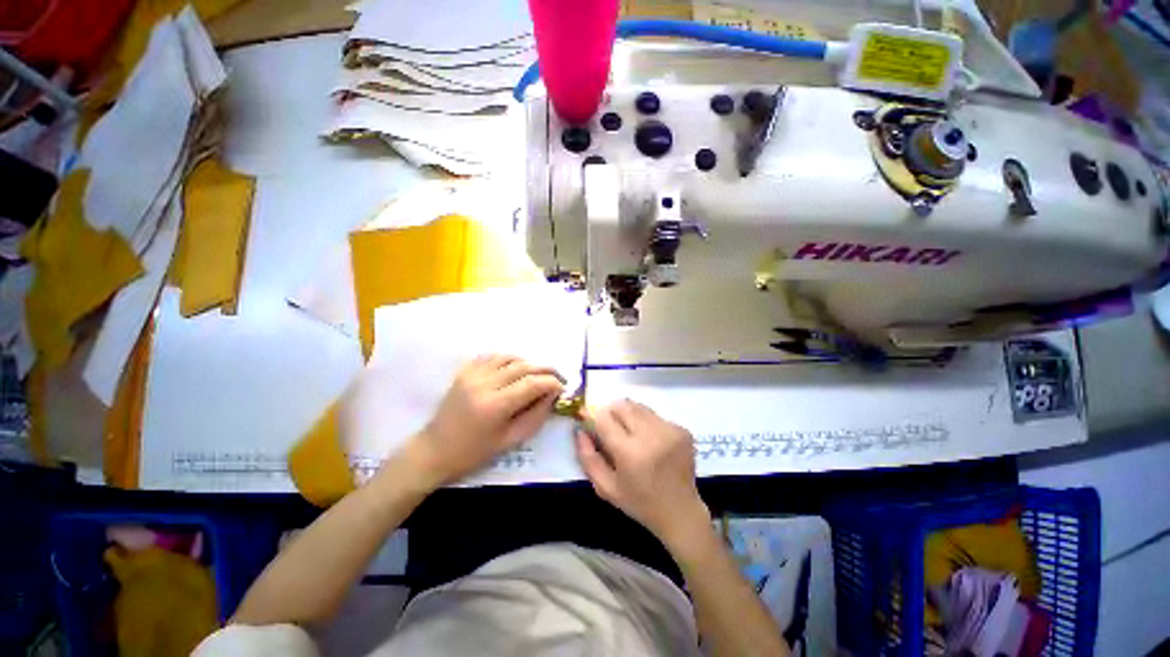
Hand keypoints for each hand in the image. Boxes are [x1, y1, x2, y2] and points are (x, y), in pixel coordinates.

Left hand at [407, 355, 563, 487]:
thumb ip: (536, 415)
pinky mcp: (464, 371)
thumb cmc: (474, 452)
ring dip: (529, 363)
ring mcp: (472, 374)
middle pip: (524, 366)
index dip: (553, 383)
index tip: (563, 388)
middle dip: (546, 370)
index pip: (533, 383)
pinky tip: (514, 368)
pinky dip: (508, 359)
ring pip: (510, 357)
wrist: (434, 450)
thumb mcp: (511, 440)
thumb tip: (553, 395)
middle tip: (558, 377)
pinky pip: (492, 356)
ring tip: (537, 374)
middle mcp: (484, 383)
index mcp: (495, 405)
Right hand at [576, 400, 710, 548]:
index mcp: (630, 453)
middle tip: (612, 428)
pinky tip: (651, 441)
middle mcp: (651, 436)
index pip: (604, 418)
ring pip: (639, 407)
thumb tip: (580, 430)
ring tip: (632, 435)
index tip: (593, 423)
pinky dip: (647, 422)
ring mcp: (669, 430)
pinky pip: (655, 415)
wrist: (680, 512)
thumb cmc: (639, 502)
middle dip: (612, 412)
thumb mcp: (606, 487)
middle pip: (622, 405)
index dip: (595, 417)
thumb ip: (588, 457)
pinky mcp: (682, 429)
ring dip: (629, 415)